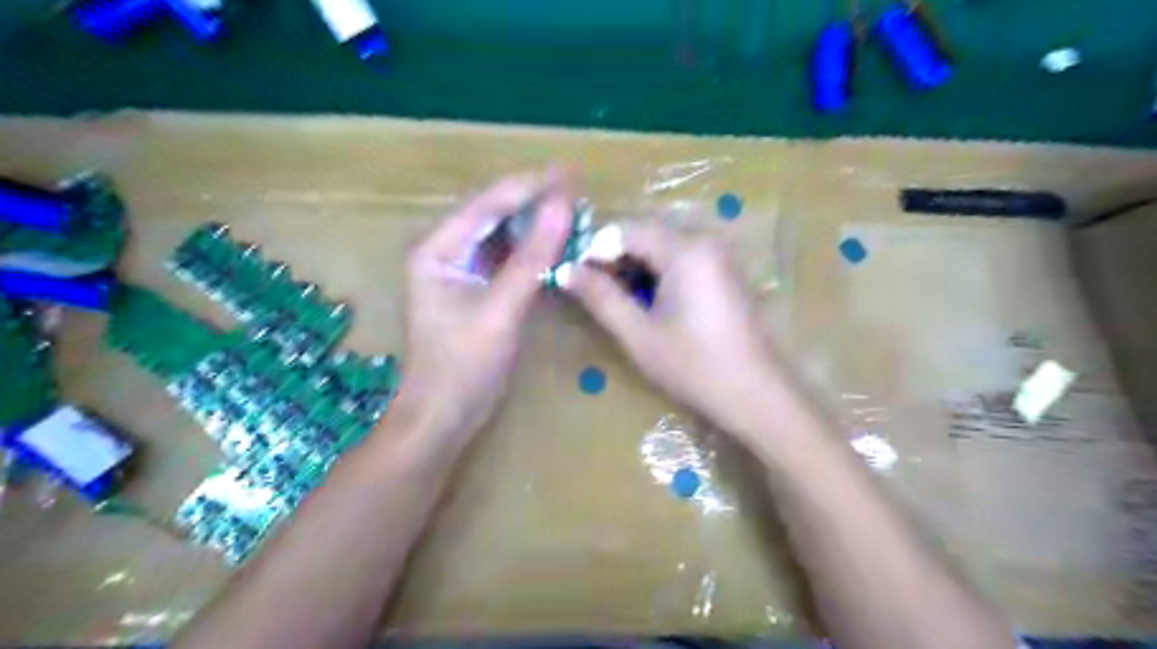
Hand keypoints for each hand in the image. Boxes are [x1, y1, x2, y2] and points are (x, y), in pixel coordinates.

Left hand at [393, 174, 573, 441]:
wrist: (444, 415)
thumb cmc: (464, 364)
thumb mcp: (501, 309)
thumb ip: (532, 257)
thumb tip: (562, 206)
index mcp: (437, 248)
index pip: (487, 204)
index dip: (530, 186)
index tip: (570, 173)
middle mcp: (443, 251)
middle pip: (492, 214)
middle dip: (533, 199)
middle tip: (576, 187)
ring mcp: (458, 270)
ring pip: (500, 234)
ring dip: (533, 223)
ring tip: (571, 208)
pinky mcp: (474, 289)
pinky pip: (504, 258)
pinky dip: (529, 250)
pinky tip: (554, 243)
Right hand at [569, 223, 786, 440]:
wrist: (756, 394)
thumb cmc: (694, 366)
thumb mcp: (639, 334)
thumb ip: (601, 297)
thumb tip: (565, 270)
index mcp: (684, 250)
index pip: (625, 229)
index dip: (594, 248)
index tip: (573, 275)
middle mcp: (705, 241)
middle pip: (646, 232)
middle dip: (614, 255)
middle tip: (591, 288)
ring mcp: (720, 255)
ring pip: (664, 245)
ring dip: (635, 264)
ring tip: (617, 298)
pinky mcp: (726, 272)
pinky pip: (683, 257)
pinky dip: (659, 271)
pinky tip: (649, 301)